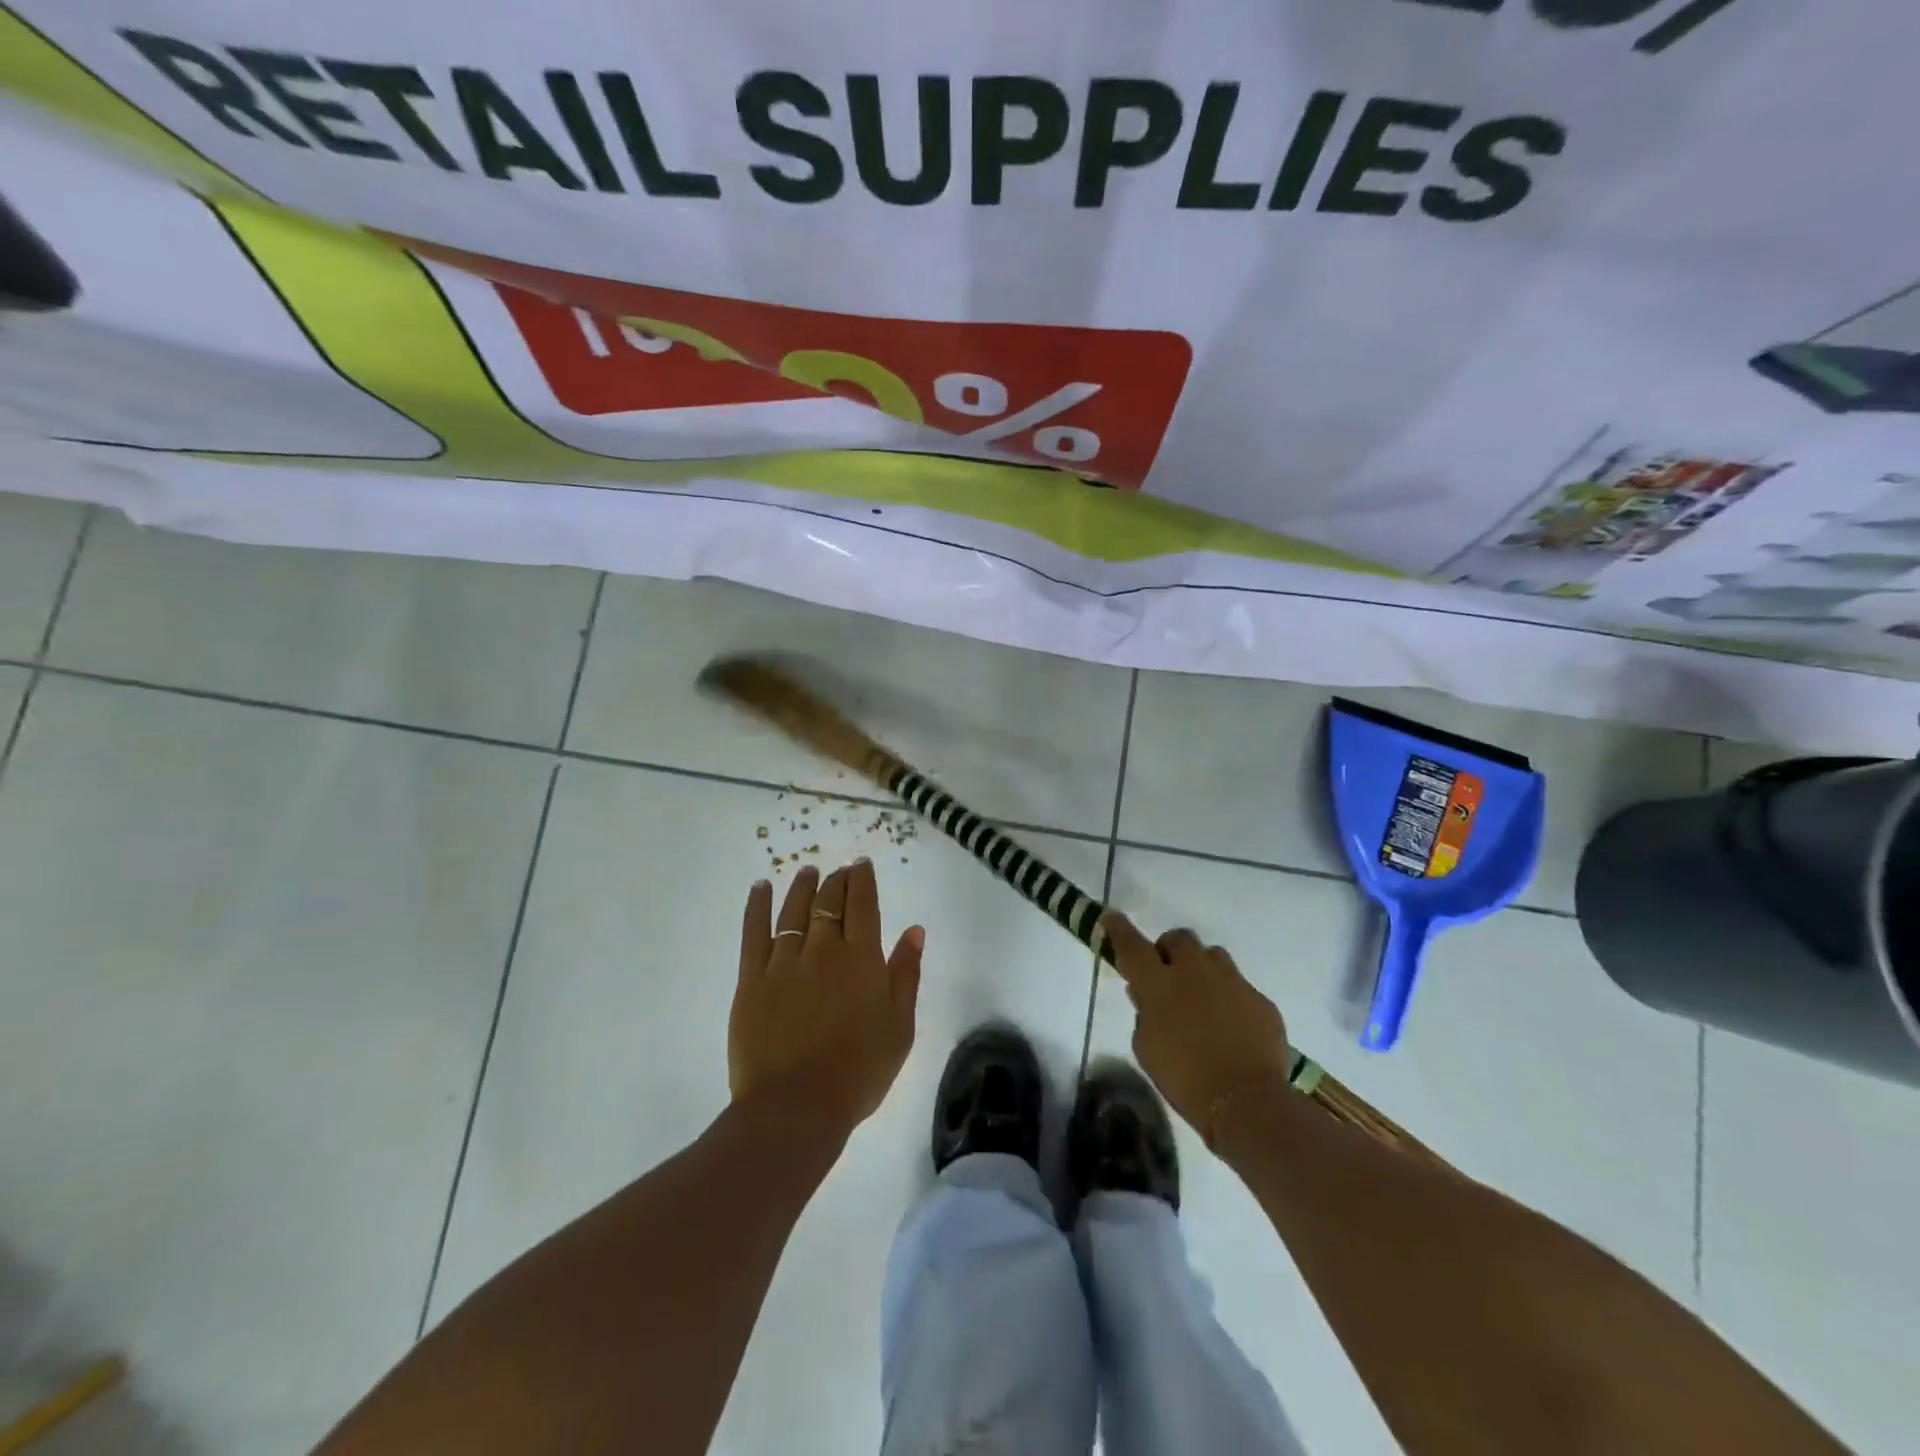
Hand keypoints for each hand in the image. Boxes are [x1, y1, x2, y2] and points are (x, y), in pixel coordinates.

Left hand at [730, 859, 923, 1137]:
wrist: (796, 1106)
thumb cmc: (859, 1071)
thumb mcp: (899, 1026)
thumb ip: (905, 974)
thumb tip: (914, 930)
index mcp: (862, 958)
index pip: (863, 905)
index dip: (863, 881)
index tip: (861, 865)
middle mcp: (823, 949)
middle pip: (830, 902)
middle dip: (836, 881)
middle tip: (839, 870)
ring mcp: (784, 962)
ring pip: (794, 911)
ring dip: (803, 887)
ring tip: (807, 870)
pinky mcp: (752, 980)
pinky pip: (754, 933)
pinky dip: (757, 906)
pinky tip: (760, 888)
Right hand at [1100, 911, 1292, 1145]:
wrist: (1246, 1101)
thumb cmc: (1184, 1078)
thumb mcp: (1147, 1049)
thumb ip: (1144, 1015)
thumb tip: (1144, 995)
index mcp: (1158, 984)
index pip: (1132, 945)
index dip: (1119, 929)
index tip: (1111, 917)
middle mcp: (1194, 971)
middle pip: (1179, 939)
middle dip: (1170, 950)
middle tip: (1168, 974)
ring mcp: (1232, 982)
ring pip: (1213, 955)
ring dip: (1202, 968)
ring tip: (1202, 996)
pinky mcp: (1260, 1000)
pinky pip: (1240, 986)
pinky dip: (1230, 998)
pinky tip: (1232, 1026)